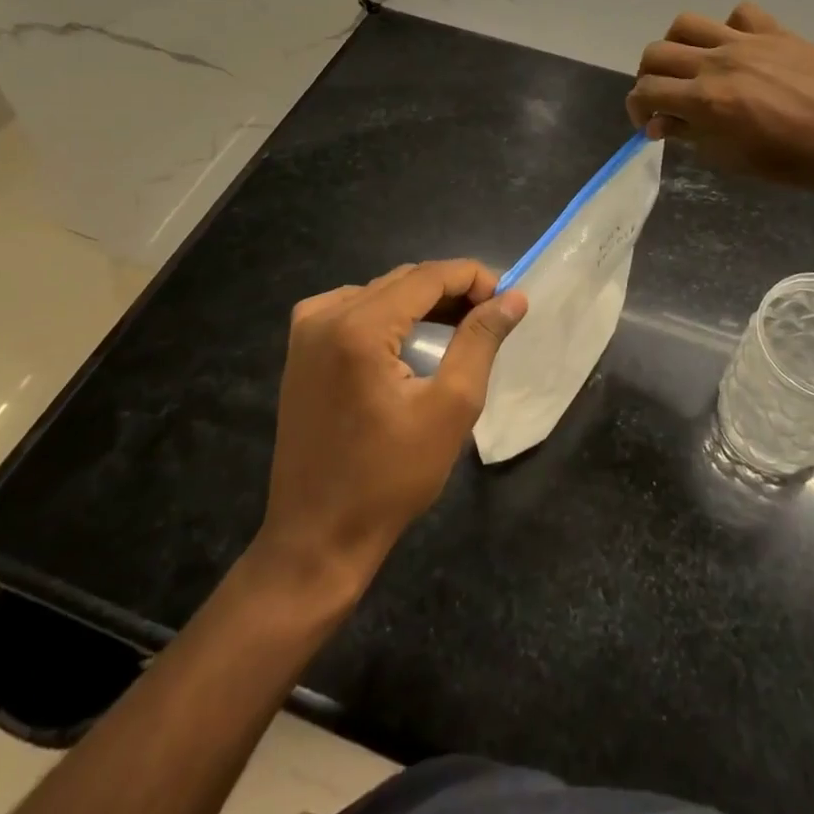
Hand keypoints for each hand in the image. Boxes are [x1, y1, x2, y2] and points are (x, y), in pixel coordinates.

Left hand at [253, 260, 526, 591]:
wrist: (317, 537)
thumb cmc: (391, 478)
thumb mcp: (451, 407)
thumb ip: (481, 341)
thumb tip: (513, 298)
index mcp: (358, 327)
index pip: (428, 276)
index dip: (474, 278)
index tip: (508, 299)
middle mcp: (325, 315)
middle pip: (403, 280)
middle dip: (451, 292)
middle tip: (489, 317)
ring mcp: (306, 331)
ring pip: (379, 293)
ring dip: (422, 304)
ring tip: (459, 330)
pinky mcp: (300, 350)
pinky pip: (353, 310)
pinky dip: (389, 316)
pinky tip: (409, 342)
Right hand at [627, 2, 813, 197]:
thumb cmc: (798, 163)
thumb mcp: (736, 160)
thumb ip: (694, 136)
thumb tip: (665, 123)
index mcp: (707, 100)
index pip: (647, 92)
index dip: (637, 109)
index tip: (648, 124)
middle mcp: (718, 62)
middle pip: (656, 53)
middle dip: (649, 79)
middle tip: (664, 99)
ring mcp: (747, 41)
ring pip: (687, 24)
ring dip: (677, 46)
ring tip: (691, 67)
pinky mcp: (776, 31)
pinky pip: (739, 14)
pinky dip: (728, 29)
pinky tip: (738, 50)